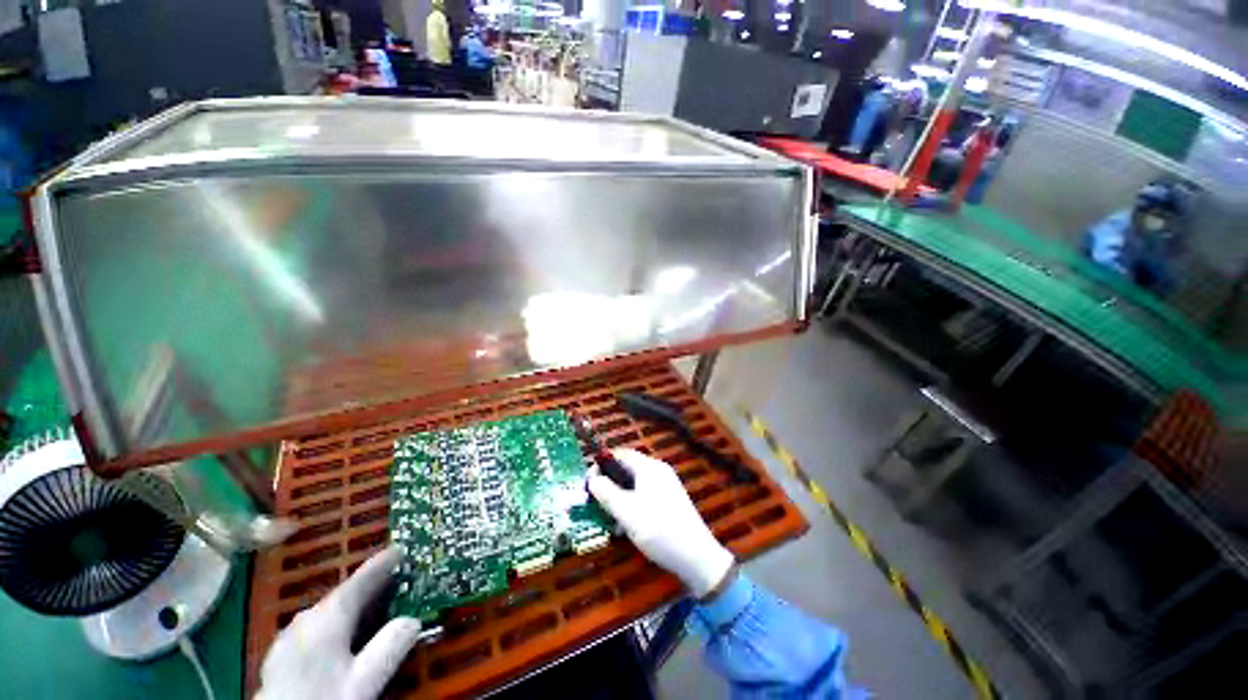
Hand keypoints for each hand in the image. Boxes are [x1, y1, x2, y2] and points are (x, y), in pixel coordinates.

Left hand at [257, 547, 421, 699]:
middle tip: (397, 580)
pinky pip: (317, 628)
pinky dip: (337, 623)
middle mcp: (305, 620)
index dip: (382, 564)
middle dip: (370, 587)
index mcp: (326, 618)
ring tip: (375, 606)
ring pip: (329, 612)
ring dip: (353, 606)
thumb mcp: (363, 680)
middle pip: (343, 596)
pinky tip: (343, 637)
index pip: (359, 581)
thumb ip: (389, 647)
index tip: (402, 549)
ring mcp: (289, 638)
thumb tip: (413, 619)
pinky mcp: (282, 657)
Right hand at [587, 449, 733, 596]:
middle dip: (609, 484)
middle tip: (596, 504)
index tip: (588, 484)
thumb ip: (606, 493)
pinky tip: (626, 526)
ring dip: (619, 498)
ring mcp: (665, 486)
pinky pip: (644, 496)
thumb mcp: (627, 512)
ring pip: (634, 485)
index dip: (601, 465)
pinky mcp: (669, 501)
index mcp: (650, 468)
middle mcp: (658, 471)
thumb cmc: (659, 530)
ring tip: (610, 520)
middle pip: (627, 469)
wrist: (697, 557)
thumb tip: (592, 479)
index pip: (620, 454)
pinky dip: (631, 506)